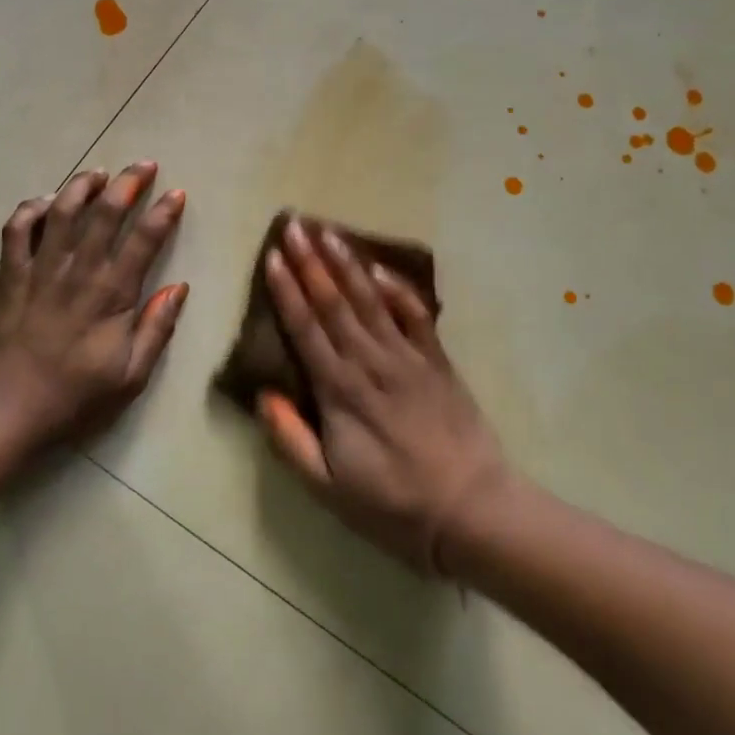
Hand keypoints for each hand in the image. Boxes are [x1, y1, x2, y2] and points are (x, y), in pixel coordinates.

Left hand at [0, 163, 187, 446]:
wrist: (2, 411)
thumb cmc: (73, 399)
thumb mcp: (130, 376)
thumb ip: (156, 329)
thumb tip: (179, 288)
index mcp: (111, 295)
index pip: (144, 240)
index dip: (163, 213)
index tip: (177, 193)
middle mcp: (77, 272)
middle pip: (104, 213)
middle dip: (127, 183)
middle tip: (143, 165)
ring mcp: (39, 270)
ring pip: (60, 212)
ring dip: (81, 186)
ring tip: (97, 173)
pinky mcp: (8, 277)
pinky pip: (16, 231)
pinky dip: (29, 210)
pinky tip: (43, 202)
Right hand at [257, 217, 509, 576]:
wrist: (472, 511)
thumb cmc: (393, 505)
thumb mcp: (328, 488)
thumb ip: (290, 440)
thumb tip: (263, 394)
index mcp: (339, 391)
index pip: (306, 329)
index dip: (287, 290)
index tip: (273, 256)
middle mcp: (370, 363)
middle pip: (334, 303)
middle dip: (311, 261)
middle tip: (295, 224)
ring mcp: (407, 358)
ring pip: (370, 300)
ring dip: (347, 264)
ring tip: (329, 230)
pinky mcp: (437, 361)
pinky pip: (415, 316)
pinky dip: (397, 289)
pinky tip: (380, 268)